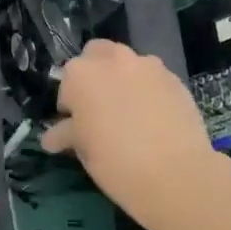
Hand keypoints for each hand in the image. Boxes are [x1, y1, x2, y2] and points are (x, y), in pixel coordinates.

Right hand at [42, 40, 217, 229]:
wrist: (176, 174)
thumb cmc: (116, 162)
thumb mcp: (83, 150)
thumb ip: (67, 133)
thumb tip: (54, 136)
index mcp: (81, 74)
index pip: (66, 82)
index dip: (70, 105)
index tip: (77, 125)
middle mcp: (113, 60)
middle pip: (96, 54)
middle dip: (94, 75)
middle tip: (99, 108)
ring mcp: (147, 66)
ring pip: (127, 63)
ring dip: (122, 79)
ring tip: (129, 112)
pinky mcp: (174, 78)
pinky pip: (152, 78)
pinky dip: (147, 90)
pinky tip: (153, 118)